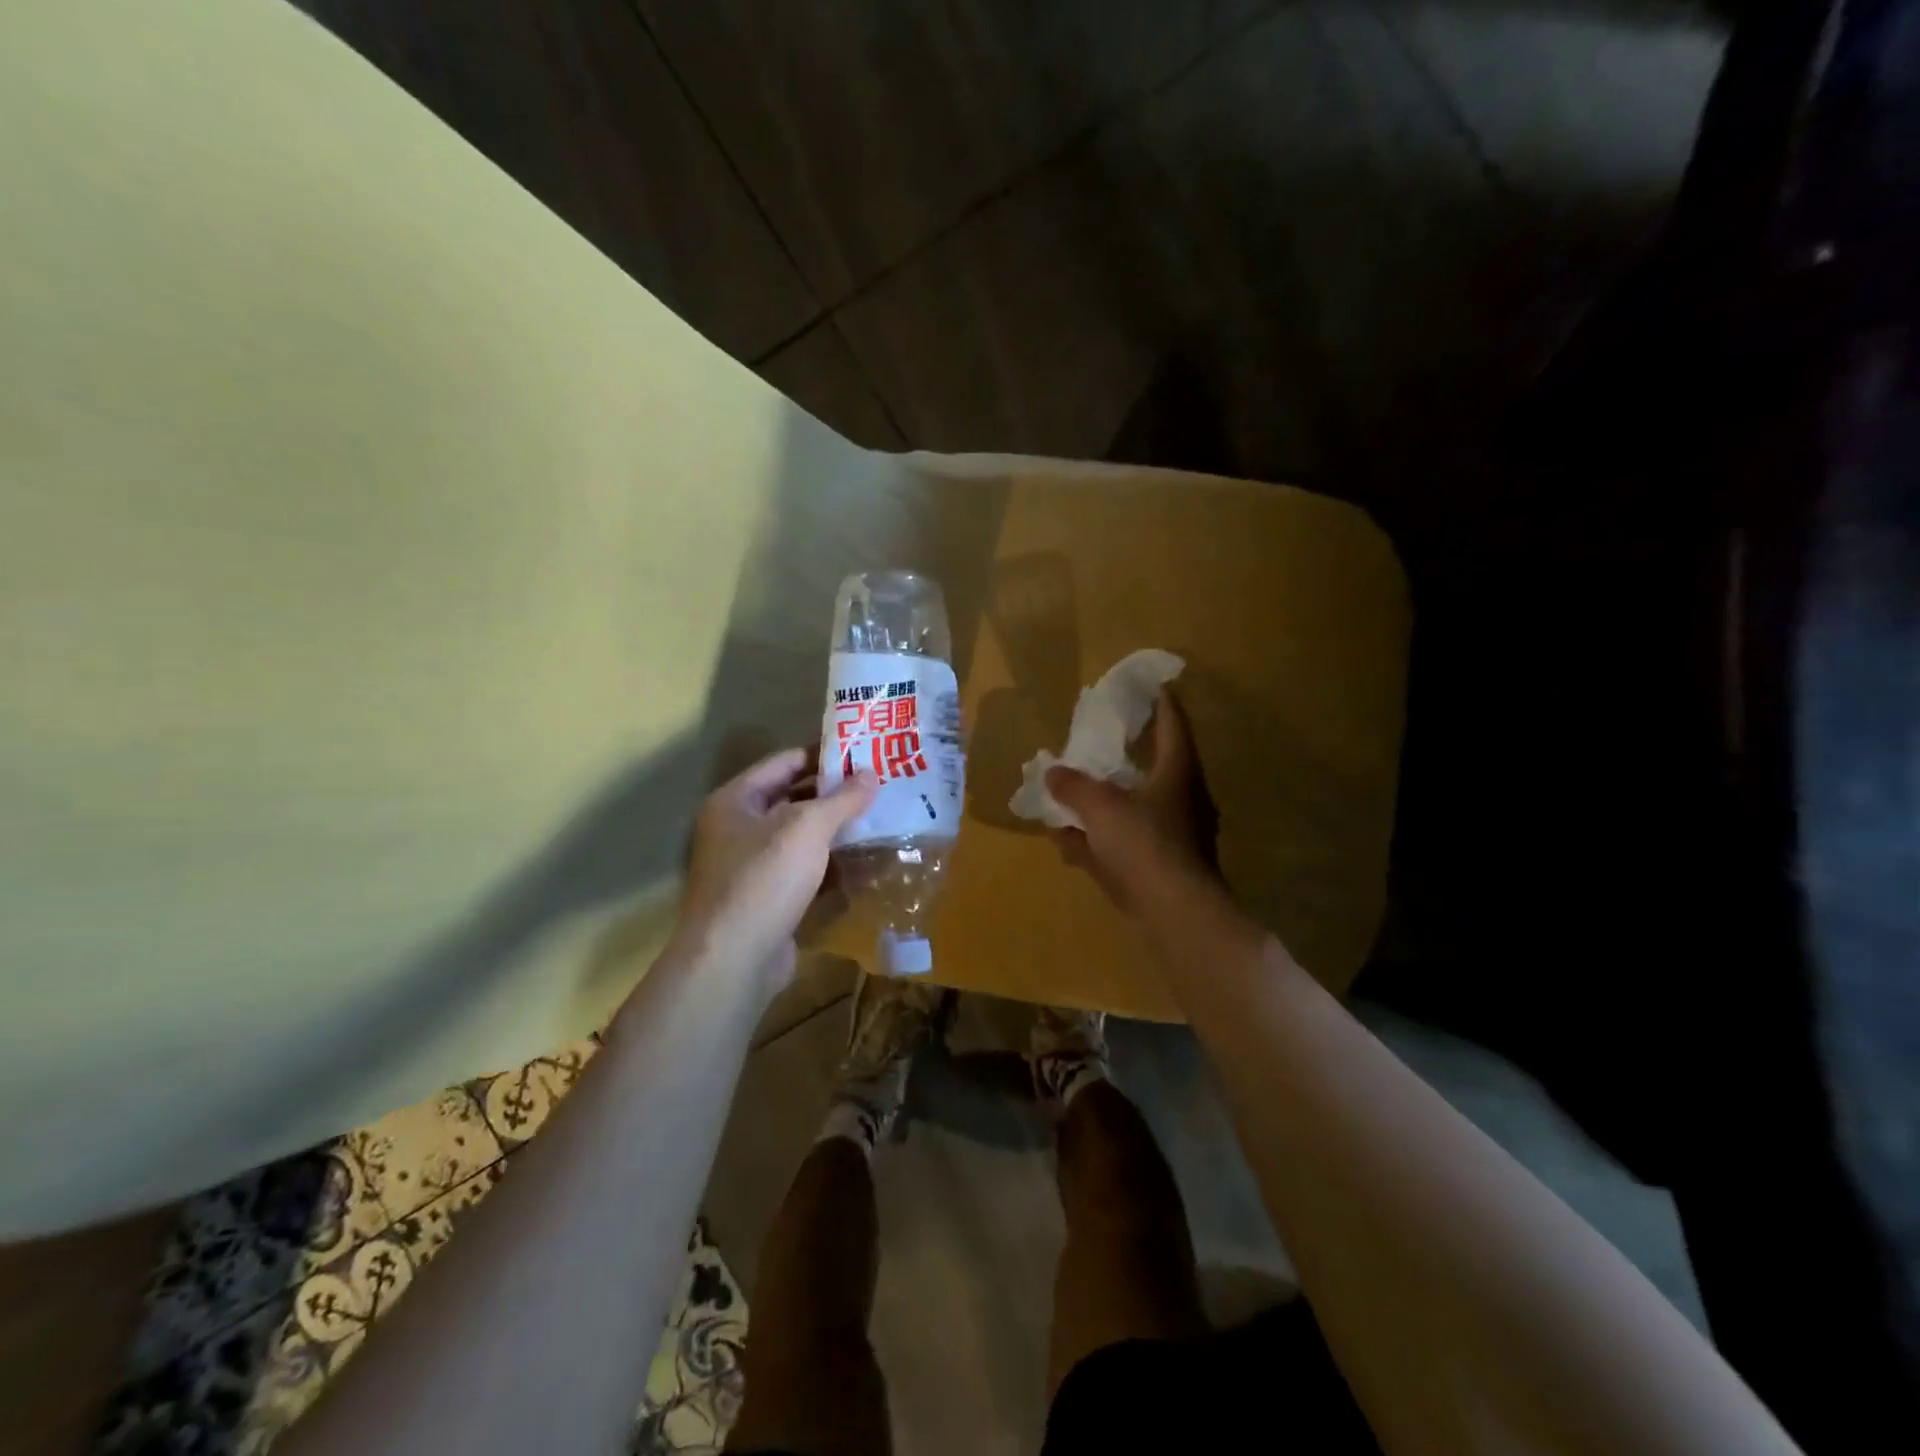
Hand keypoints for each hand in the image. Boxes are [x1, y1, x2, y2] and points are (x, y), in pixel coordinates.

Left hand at [672, 748, 875, 991]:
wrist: (735, 958)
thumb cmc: (765, 877)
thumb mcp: (807, 827)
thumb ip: (842, 798)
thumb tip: (871, 774)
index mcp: (736, 800)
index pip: (785, 762)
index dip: (823, 755)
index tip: (864, 753)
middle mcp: (738, 828)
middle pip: (794, 799)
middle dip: (835, 795)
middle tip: (879, 787)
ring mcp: (752, 867)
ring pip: (802, 839)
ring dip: (837, 832)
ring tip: (881, 820)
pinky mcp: (768, 899)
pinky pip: (805, 871)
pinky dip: (832, 866)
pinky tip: (866, 863)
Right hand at [1046, 689, 1219, 911]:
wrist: (1176, 915)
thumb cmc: (1145, 846)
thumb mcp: (1101, 808)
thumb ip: (1074, 787)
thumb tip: (1053, 772)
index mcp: (1177, 775)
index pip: (1173, 726)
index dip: (1164, 704)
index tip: (1156, 685)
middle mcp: (1182, 801)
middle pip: (1154, 769)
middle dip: (1126, 759)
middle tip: (1103, 744)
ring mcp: (1174, 837)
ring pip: (1136, 809)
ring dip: (1105, 805)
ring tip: (1070, 800)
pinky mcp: (1161, 868)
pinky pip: (1125, 844)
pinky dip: (1100, 842)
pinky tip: (1069, 846)